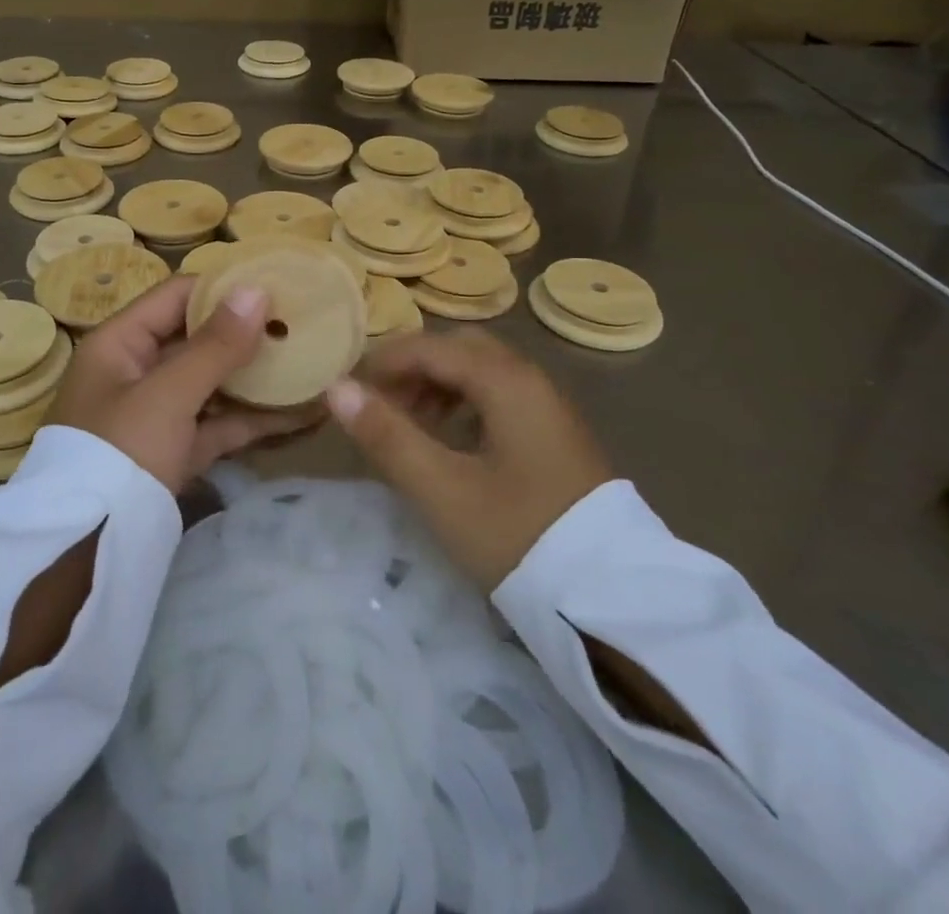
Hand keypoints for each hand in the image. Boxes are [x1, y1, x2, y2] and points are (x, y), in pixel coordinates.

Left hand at [50, 276, 315, 495]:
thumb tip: (257, 289)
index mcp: (119, 343)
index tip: (274, 282)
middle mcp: (137, 371)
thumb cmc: (120, 451)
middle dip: (247, 333)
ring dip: (257, 376)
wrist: (87, 552)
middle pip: (197, 339)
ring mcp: (158, 413)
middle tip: (302, 322)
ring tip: (311, 361)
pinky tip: (302, 412)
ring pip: (213, 382)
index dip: (222, 287)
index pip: (175, 297)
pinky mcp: (177, 450)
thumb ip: (215, 345)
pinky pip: (219, 422)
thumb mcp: (167, 394)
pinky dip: (255, 418)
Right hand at [324, 329, 613, 588]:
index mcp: (506, 381)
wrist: (612, 599)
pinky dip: (467, 405)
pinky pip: (502, 398)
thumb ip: (386, 435)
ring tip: (410, 425)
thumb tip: (337, 388)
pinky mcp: (557, 436)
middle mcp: (531, 381)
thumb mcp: (441, 489)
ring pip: (483, 373)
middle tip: (382, 403)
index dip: (386, 361)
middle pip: (461, 350)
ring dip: (440, 386)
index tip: (351, 389)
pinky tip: (452, 442)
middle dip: (415, 368)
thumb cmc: (517, 536)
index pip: (433, 348)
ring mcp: (550, 408)